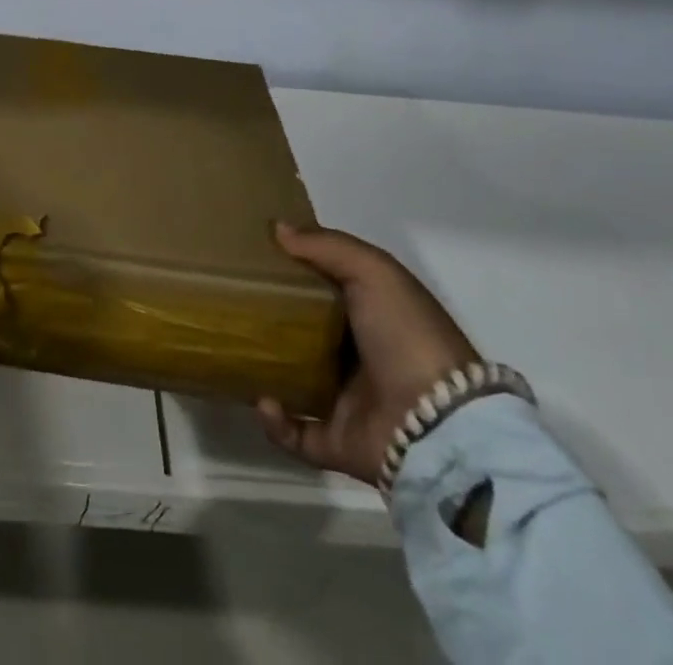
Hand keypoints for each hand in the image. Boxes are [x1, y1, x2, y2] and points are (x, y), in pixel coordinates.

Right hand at [256, 222, 478, 484]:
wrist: (438, 423)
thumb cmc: (405, 334)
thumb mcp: (373, 271)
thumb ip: (327, 246)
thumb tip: (277, 229)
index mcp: (372, 315)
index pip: (326, 289)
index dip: (294, 272)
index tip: (256, 259)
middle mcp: (360, 356)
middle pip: (306, 334)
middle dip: (271, 322)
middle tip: (233, 305)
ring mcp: (348, 402)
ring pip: (295, 382)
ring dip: (266, 371)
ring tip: (236, 354)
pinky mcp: (339, 442)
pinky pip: (296, 433)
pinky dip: (275, 422)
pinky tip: (264, 401)